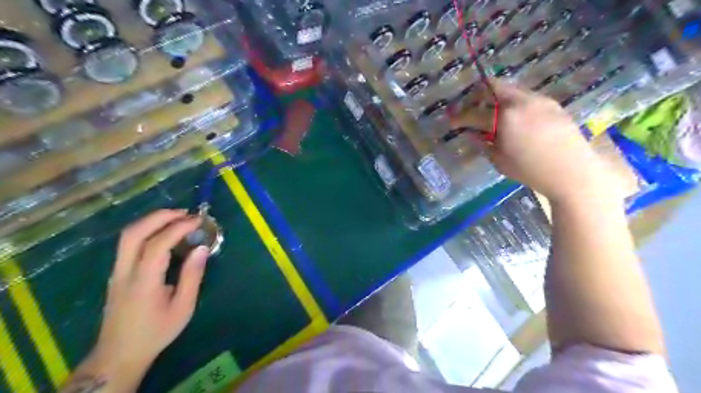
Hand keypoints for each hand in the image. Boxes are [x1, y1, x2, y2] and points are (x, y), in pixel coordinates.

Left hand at [75, 210, 208, 387]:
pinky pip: (128, 243)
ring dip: (151, 221)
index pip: (157, 244)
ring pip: (127, 236)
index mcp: (143, 281)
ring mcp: (117, 271)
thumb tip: (202, 248)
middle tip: (185, 213)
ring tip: (176, 218)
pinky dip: (147, 230)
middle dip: (159, 217)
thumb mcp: (183, 307)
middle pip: (134, 233)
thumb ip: (192, 276)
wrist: (120, 354)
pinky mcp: (117, 273)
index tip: (198, 220)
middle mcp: (124, 272)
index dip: (178, 228)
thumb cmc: (157, 331)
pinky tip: (163, 233)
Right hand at [453, 78, 613, 201]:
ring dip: (495, 97)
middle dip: (476, 96)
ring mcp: (538, 100)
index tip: (451, 120)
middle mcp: (520, 102)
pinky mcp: (551, 103)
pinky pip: (524, 96)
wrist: (574, 171)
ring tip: (491, 113)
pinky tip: (513, 118)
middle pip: (492, 86)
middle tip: (470, 109)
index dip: (459, 117)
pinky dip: (512, 102)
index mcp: (504, 118)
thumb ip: (483, 143)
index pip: (474, 113)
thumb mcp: (500, 161)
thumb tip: (472, 133)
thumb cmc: (531, 170)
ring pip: (509, 89)